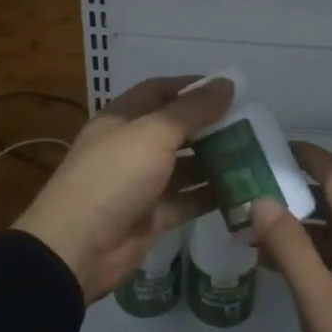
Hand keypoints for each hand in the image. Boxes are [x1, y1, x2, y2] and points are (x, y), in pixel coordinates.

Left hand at [13, 76, 231, 302]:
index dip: (191, 87)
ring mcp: (142, 183)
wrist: (77, 247)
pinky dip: (211, 196)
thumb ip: (193, 110)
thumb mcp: (154, 134)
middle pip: (176, 129)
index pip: (159, 91)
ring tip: (254, 155)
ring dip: (215, 161)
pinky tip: (243, 190)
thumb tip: (227, 83)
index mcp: (123, 118)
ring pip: (185, 166)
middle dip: (210, 126)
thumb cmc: (114, 176)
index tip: (229, 90)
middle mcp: (132, 146)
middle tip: (252, 125)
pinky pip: (187, 201)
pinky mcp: (152, 217)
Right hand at [254, 143, 331, 331]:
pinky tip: (290, 268)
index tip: (273, 148)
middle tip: (255, 189)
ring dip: (305, 224)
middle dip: (298, 189)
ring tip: (261, 229)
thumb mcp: (318, 299)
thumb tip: (262, 200)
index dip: (308, 155)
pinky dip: (318, 250)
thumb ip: (289, 247)